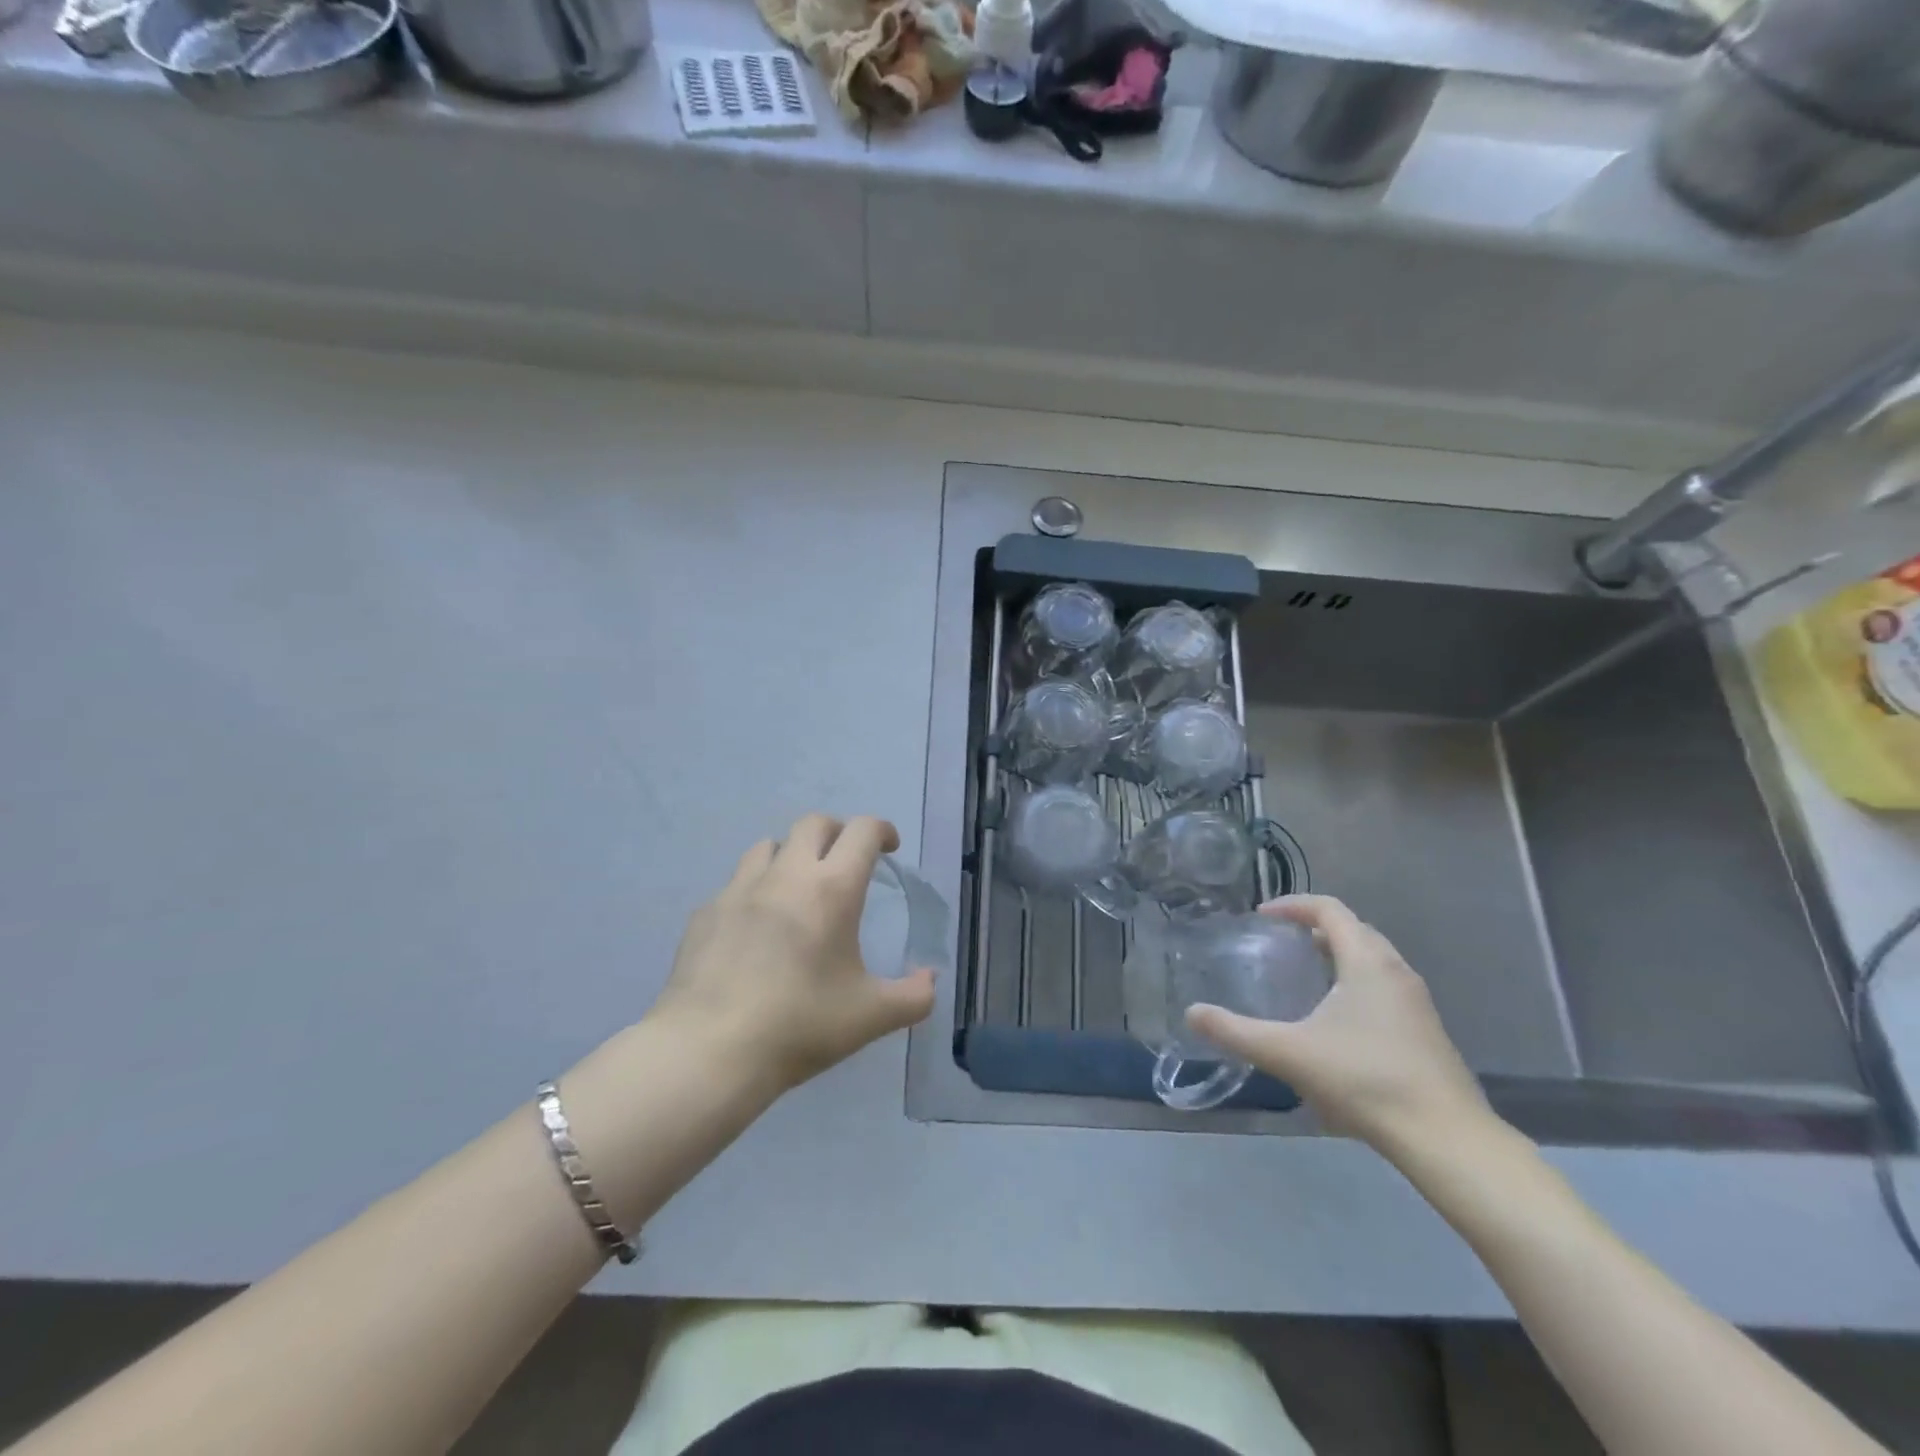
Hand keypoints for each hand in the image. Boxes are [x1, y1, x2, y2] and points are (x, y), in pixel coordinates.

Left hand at [648, 814, 938, 1095]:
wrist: (709, 1051)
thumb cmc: (799, 1026)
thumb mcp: (870, 1017)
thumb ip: (913, 997)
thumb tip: (930, 979)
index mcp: (832, 889)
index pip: (862, 831)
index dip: (881, 830)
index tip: (889, 848)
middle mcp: (786, 875)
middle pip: (813, 824)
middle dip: (837, 832)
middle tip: (847, 862)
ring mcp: (739, 890)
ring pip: (768, 846)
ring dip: (791, 855)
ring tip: (797, 889)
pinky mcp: (705, 913)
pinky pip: (736, 884)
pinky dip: (755, 891)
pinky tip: (755, 930)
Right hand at [1186, 895, 1491, 1156]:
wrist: (1447, 1139)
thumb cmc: (1365, 1080)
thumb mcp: (1290, 1054)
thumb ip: (1236, 1032)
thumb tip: (1192, 1013)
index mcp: (1367, 962)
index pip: (1329, 909)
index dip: (1293, 904)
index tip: (1262, 916)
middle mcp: (1396, 971)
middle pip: (1355, 929)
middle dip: (1316, 927)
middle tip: (1281, 942)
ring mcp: (1417, 1003)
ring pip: (1373, 959)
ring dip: (1338, 955)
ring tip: (1306, 975)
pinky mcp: (1426, 1032)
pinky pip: (1384, 986)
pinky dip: (1356, 982)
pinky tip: (1337, 1021)